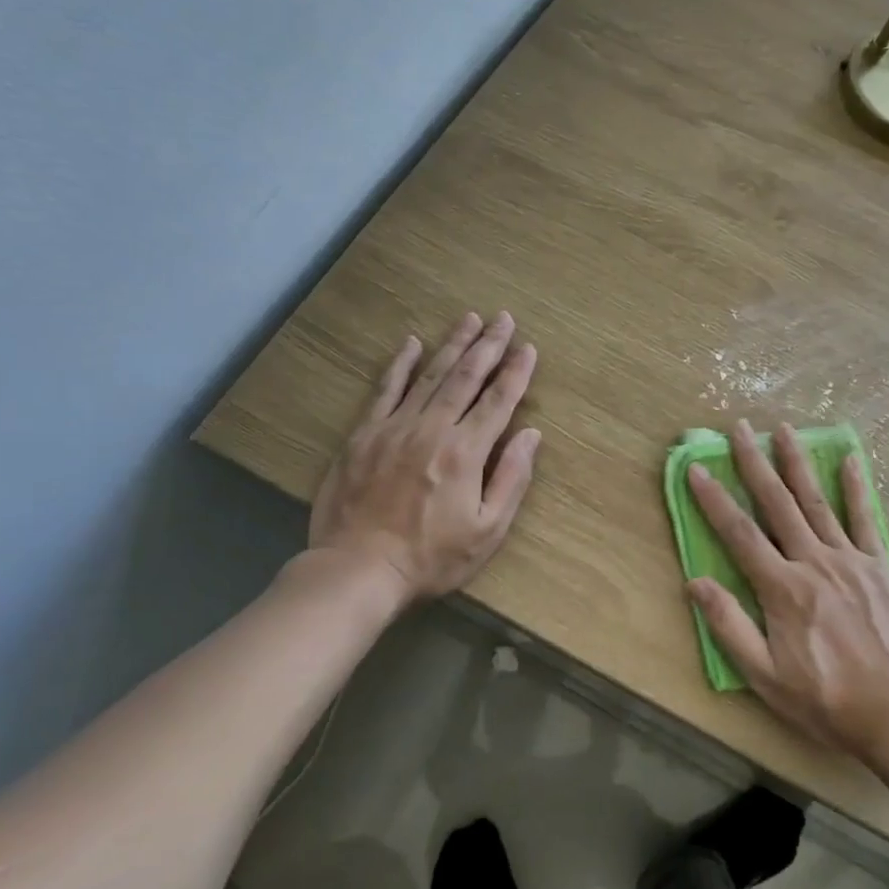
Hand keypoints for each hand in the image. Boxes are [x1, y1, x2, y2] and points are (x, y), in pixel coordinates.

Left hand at [300, 312, 539, 605]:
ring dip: (453, 345)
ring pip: (430, 375)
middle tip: (503, 318)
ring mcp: (395, 427)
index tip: (528, 347)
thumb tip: (531, 435)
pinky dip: (400, 365)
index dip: (516, 372)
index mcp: (466, 452)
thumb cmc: (430, 558)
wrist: (356, 570)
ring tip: (470, 319)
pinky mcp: (364, 434)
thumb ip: (512, 479)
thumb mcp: (487, 531)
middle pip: (466, 377)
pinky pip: (385, 389)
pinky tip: (411, 343)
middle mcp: (433, 429)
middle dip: (489, 345)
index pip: (499, 401)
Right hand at [686, 421, 888, 762]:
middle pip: (777, 503)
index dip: (714, 499)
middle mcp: (813, 561)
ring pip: (816, 501)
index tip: (697, 468)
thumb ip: (730, 626)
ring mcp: (850, 559)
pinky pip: (864, 519)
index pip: (740, 533)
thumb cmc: (826, 699)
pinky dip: (855, 488)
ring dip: (797, 462)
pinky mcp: (879, 566)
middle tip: (740, 428)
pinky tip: (849, 459)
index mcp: (782, 588)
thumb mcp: (766, 677)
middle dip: (754, 463)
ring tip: (784, 429)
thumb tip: (696, 582)